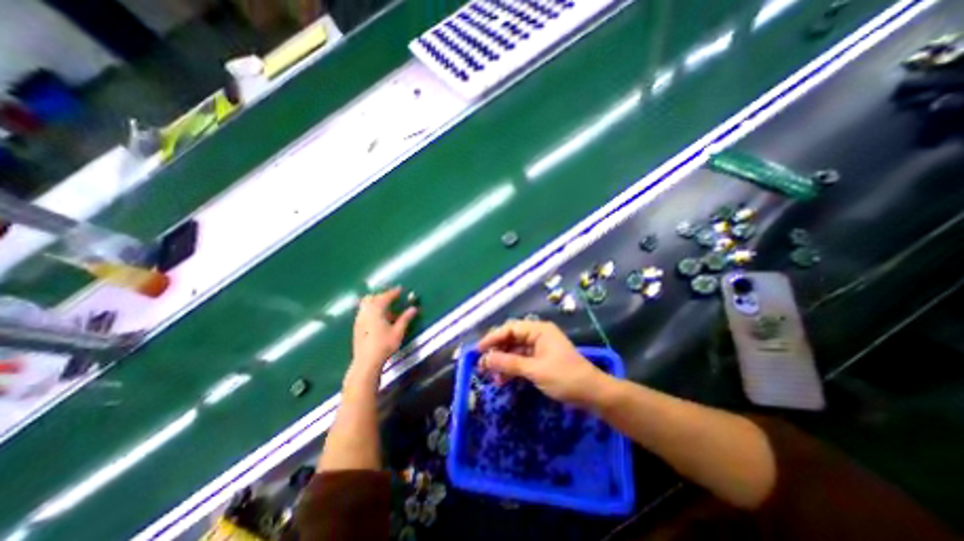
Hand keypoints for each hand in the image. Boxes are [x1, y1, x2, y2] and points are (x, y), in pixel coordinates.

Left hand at [350, 289, 418, 386]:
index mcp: (376, 310)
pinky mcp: (357, 327)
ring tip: (388, 310)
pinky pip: (364, 312)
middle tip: (393, 298)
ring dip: (376, 303)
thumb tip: (413, 308)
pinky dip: (372, 310)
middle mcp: (365, 312)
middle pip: (372, 298)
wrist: (366, 361)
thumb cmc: (384, 345)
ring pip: (366, 305)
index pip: (385, 297)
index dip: (393, 292)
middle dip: (382, 296)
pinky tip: (379, 319)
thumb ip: (405, 318)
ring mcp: (359, 319)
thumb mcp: (398, 331)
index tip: (400, 289)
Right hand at [476, 322, 609, 404]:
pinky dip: (512, 369)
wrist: (592, 393)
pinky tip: (503, 380)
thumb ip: (509, 363)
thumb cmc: (564, 377)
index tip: (478, 350)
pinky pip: (522, 360)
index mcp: (538, 330)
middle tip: (482, 365)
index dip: (492, 338)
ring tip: (491, 375)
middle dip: (496, 351)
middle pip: (511, 339)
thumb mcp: (535, 370)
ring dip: (503, 362)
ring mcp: (540, 347)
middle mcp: (538, 335)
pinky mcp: (541, 359)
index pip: (510, 329)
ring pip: (515, 351)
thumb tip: (485, 359)